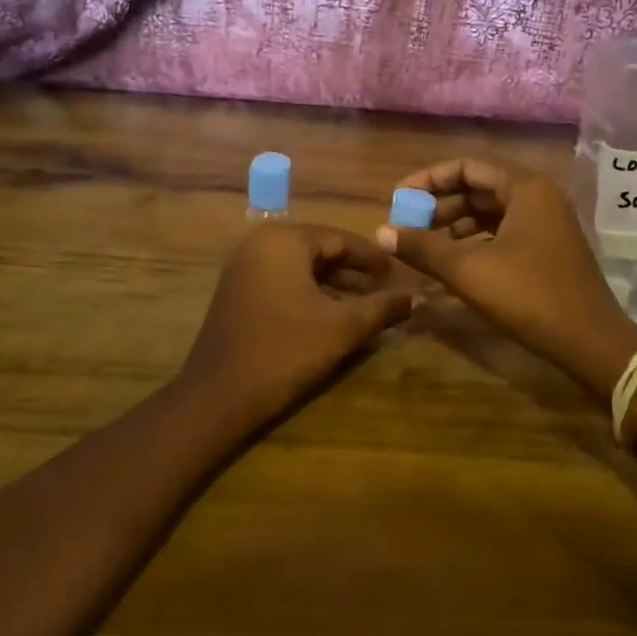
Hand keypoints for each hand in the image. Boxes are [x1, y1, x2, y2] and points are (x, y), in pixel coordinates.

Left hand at [178, 223, 416, 426]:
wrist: (219, 396)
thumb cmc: (285, 351)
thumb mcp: (342, 328)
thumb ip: (382, 307)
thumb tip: (417, 297)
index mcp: (283, 240)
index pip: (340, 239)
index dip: (373, 258)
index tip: (400, 273)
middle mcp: (260, 243)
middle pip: (320, 251)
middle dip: (355, 274)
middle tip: (387, 291)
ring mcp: (244, 267)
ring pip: (302, 269)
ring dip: (335, 287)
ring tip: (368, 307)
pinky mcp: (237, 291)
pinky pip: (284, 282)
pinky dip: (310, 295)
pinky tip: (334, 316)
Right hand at [376, 158, 636, 404]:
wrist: (590, 342)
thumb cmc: (529, 296)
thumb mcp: (469, 271)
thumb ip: (423, 247)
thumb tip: (381, 232)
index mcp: (525, 188)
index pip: (466, 167)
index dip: (428, 180)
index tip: (398, 200)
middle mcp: (538, 196)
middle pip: (478, 187)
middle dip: (439, 205)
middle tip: (407, 226)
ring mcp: (546, 222)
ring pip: (490, 211)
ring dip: (454, 224)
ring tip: (422, 246)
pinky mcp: (547, 247)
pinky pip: (502, 231)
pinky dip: (474, 241)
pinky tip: (451, 262)